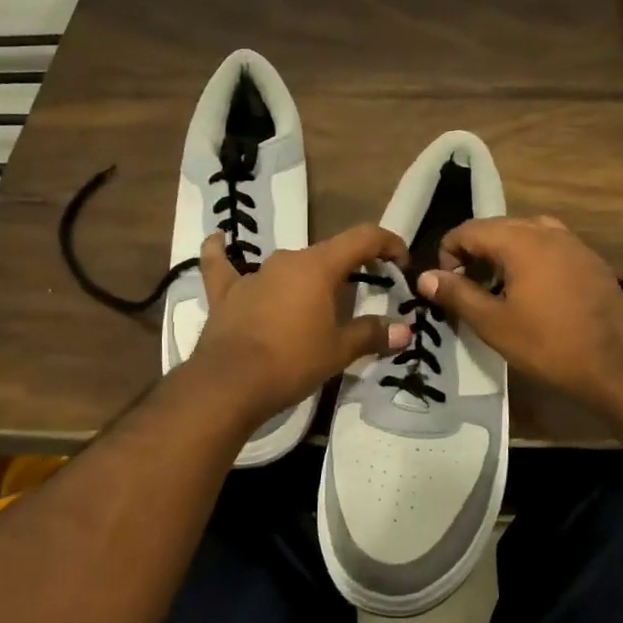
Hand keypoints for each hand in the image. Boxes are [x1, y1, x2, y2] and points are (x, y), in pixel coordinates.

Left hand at [189, 224, 413, 422]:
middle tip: (364, 294)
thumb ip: (372, 334)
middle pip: (327, 254)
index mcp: (319, 266)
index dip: (387, 243)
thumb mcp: (339, 350)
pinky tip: (219, 239)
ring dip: (306, 278)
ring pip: (287, 266)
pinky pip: (224, 266)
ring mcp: (253, 275)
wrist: (231, 383)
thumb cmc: (293, 361)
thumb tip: (403, 330)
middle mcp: (287, 260)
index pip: (362, 238)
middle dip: (350, 269)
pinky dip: (222, 252)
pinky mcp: (225, 293)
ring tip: (317, 299)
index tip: (401, 262)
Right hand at [417, 215, 622, 411]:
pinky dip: (530, 259)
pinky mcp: (590, 259)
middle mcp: (546, 230)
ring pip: (524, 234)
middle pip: (496, 227)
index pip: (468, 229)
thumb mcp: (494, 324)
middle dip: (474, 253)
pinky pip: (549, 246)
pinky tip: (532, 292)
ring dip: (502, 254)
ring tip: (498, 288)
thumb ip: (457, 295)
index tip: (447, 287)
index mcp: (519, 240)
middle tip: (467, 289)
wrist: (620, 364)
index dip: (448, 254)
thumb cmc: (550, 344)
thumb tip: (425, 277)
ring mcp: (573, 242)